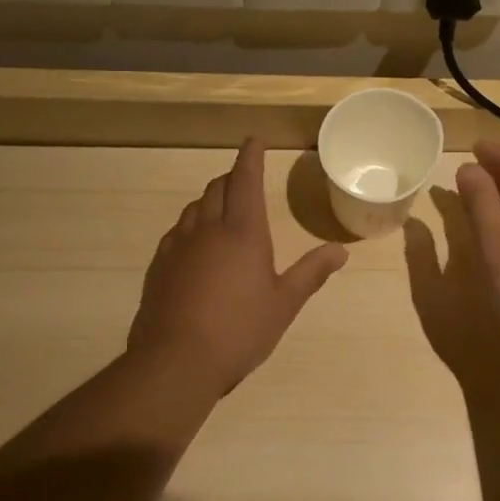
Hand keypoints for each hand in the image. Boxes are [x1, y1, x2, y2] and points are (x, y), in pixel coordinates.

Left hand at [129, 139, 348, 387]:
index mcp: (242, 232)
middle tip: (244, 179)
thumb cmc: (239, 331)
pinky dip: (192, 226)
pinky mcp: (158, 265)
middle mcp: (207, 229)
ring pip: (194, 208)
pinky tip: (196, 247)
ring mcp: (178, 246)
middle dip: (232, 177)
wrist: (175, 361)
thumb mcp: (284, 304)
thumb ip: (311, 273)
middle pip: (217, 188)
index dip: (250, 156)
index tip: (254, 139)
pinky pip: (177, 232)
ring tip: (222, 210)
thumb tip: (341, 250)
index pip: (245, 180)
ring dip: (210, 200)